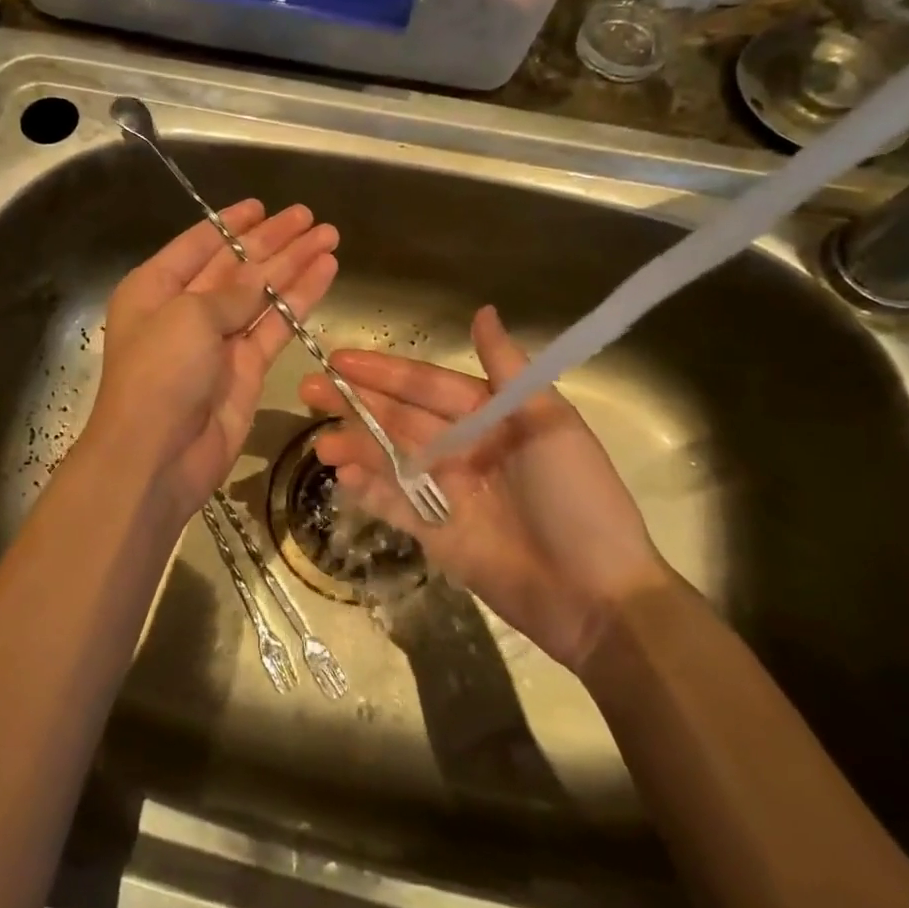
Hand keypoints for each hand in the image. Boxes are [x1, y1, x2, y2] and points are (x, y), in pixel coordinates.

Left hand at [85, 200, 337, 526]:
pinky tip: (324, 272)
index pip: (198, 245)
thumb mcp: (190, 316)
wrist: (157, 456)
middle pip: (236, 265)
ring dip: (294, 265)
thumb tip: (264, 272)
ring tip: (329, 236)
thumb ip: (233, 290)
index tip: (262, 205)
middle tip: (309, 217)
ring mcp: (217, 340)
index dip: (231, 224)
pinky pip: (276, 325)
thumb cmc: (160, 373)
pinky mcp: (246, 368)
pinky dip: (299, 299)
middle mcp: (185, 309)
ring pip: (262, 293)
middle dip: (273, 241)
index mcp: (155, 288)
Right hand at [298, 305, 669, 668]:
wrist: (599, 596)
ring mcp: (446, 492)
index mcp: (489, 417)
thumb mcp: (551, 424)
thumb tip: (482, 311)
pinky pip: (394, 505)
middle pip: (399, 418)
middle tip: (309, 388)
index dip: (384, 371)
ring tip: (320, 441)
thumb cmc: (579, 499)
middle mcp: (463, 448)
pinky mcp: (437, 534)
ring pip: (390, 459)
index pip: (426, 385)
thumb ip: (508, 369)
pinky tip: (342, 477)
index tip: (340, 358)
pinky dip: (368, 490)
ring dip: (355, 446)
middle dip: (355, 403)